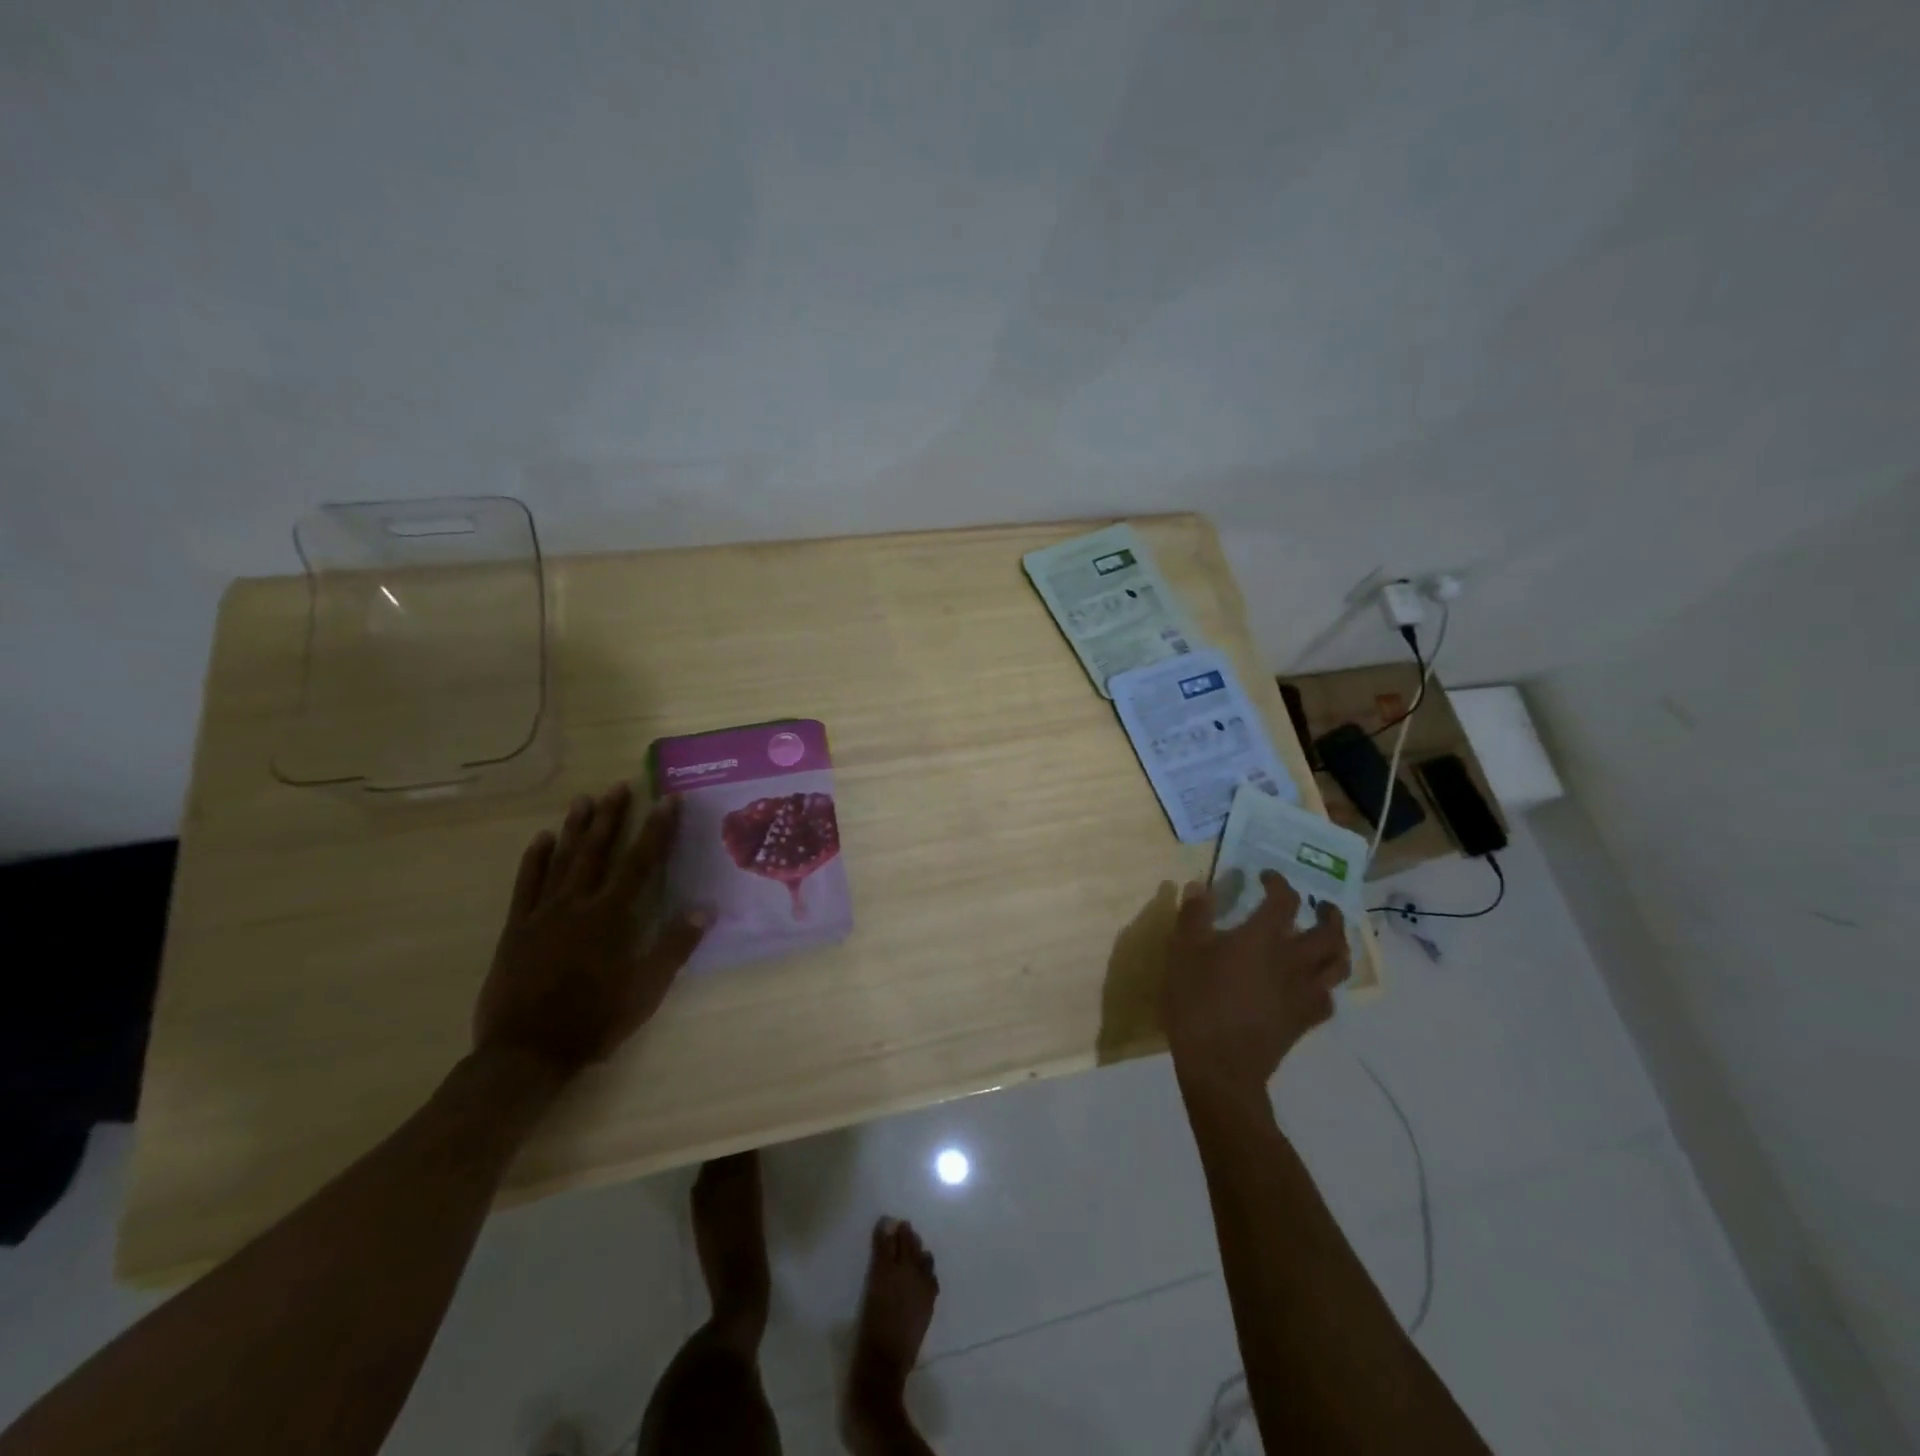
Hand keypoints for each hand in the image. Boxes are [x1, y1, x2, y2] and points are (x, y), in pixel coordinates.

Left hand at [474, 783, 708, 1079]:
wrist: (525, 1053)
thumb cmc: (594, 1021)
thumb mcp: (645, 991)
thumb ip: (674, 947)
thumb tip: (705, 909)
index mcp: (612, 917)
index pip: (641, 862)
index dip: (657, 829)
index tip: (668, 800)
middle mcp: (577, 905)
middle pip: (598, 851)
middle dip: (613, 817)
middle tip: (620, 786)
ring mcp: (542, 914)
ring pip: (562, 860)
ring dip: (576, 828)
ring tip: (585, 799)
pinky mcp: (516, 929)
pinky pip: (525, 885)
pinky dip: (534, 860)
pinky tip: (541, 838)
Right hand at [1162, 871, 1350, 1101]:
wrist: (1220, 1064)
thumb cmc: (1198, 1000)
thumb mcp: (1183, 951)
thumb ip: (1194, 914)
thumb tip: (1201, 885)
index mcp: (1263, 936)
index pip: (1284, 899)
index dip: (1279, 883)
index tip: (1266, 877)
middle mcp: (1293, 959)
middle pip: (1329, 931)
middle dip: (1327, 913)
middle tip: (1318, 905)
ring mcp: (1304, 992)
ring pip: (1339, 963)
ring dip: (1338, 945)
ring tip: (1328, 938)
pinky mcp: (1305, 1020)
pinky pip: (1328, 997)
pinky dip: (1325, 985)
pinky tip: (1312, 984)